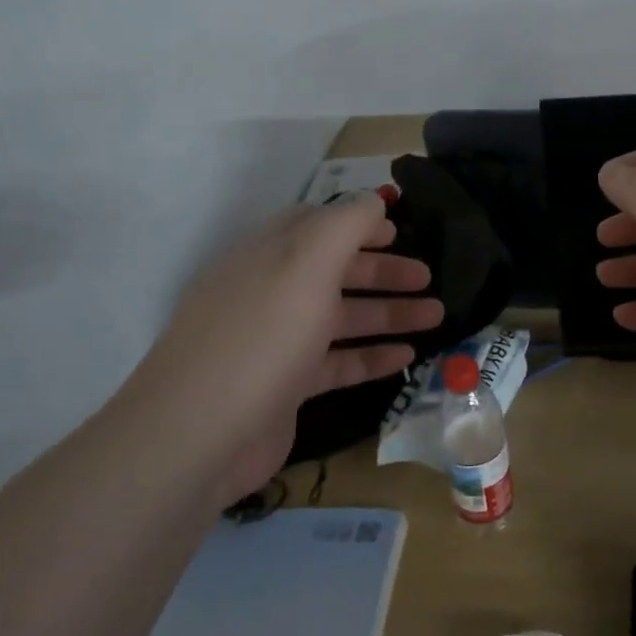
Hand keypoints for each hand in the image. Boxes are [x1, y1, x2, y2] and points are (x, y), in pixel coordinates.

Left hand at [113, 194, 442, 500]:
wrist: (199, 435)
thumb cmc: (260, 337)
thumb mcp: (306, 263)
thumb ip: (345, 224)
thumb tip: (373, 201)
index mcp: (266, 255)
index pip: (315, 226)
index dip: (358, 225)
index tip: (399, 232)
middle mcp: (269, 293)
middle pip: (334, 272)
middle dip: (383, 272)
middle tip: (428, 277)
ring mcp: (275, 343)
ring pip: (341, 318)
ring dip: (388, 314)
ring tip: (436, 316)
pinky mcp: (284, 387)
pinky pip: (337, 363)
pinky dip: (371, 357)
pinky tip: (407, 357)